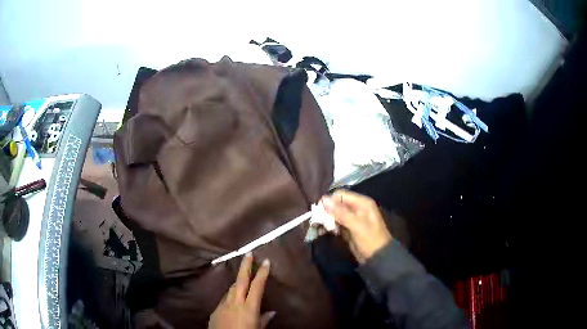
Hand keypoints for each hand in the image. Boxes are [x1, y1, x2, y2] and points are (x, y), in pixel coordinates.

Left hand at [209, 253, 274, 328]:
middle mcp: (235, 303)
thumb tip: (272, 312)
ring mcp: (223, 306)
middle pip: (240, 281)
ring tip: (242, 276)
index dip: (262, 273)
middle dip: (245, 266)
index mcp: (249, 307)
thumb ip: (264, 320)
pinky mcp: (215, 311)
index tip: (266, 261)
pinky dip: (230, 295)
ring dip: (237, 281)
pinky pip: (224, 299)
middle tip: (248, 254)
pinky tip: (232, 298)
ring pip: (231, 289)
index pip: (257, 287)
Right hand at [322, 190, 391, 262]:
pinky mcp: (348, 228)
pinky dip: (329, 226)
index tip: (319, 210)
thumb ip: (341, 212)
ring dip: (326, 219)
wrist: (378, 257)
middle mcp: (357, 208)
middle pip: (337, 204)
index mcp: (362, 203)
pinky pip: (336, 223)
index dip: (329, 201)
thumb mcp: (356, 225)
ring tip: (318, 226)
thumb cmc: (370, 239)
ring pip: (335, 214)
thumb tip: (324, 200)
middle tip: (317, 220)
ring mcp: (352, 218)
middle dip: (327, 211)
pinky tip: (323, 231)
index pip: (341, 195)